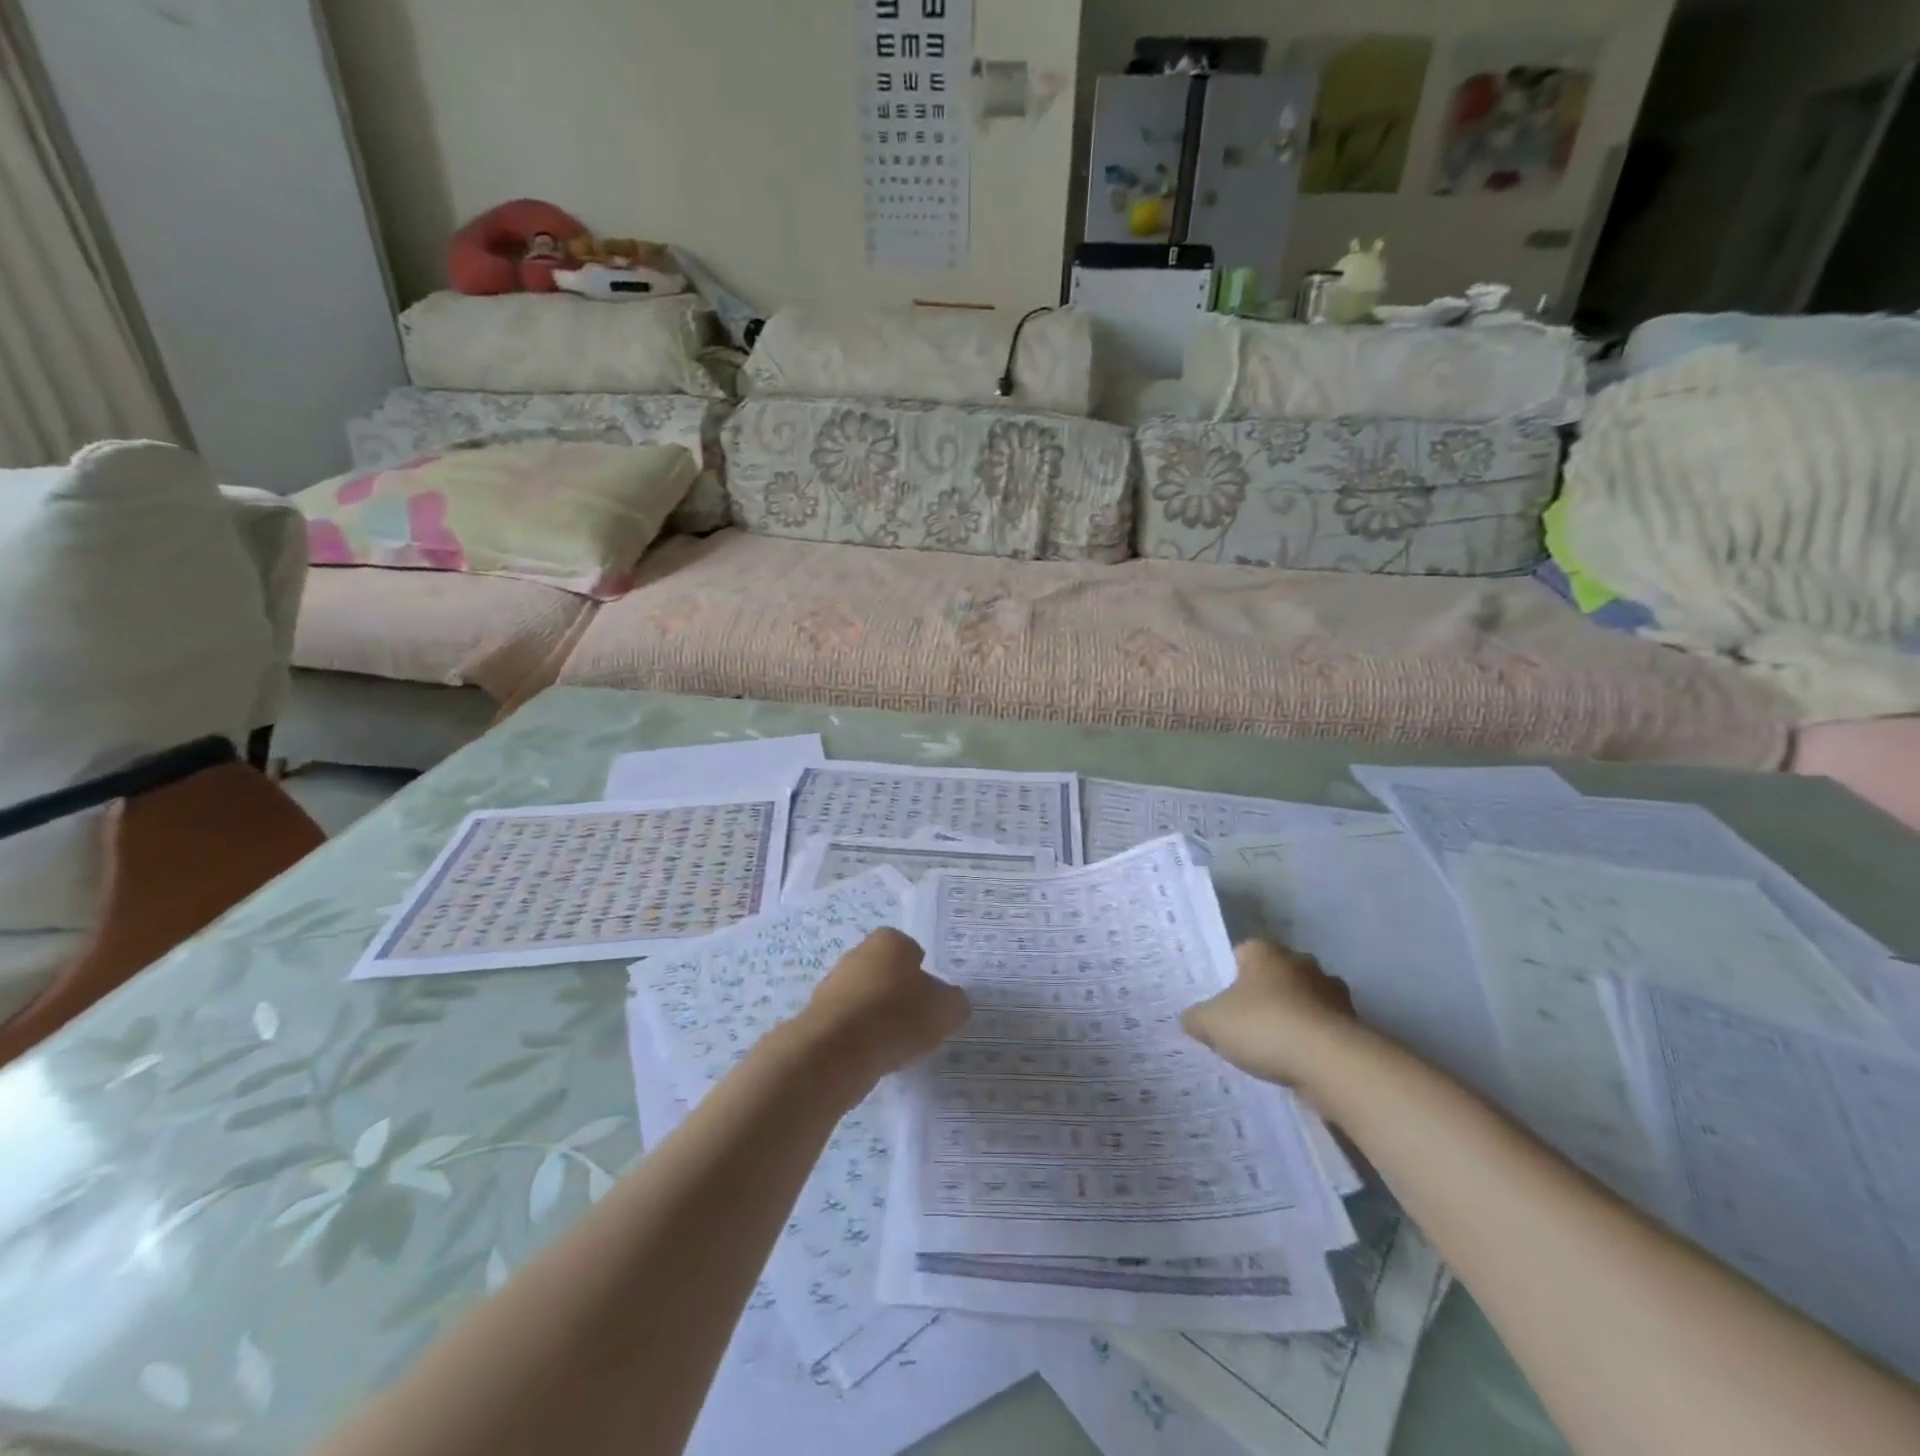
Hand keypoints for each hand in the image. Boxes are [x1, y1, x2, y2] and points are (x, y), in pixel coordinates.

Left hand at [801, 929, 970, 1083]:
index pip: (912, 951)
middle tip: (917, 1023)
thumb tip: (951, 1003)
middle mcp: (858, 954)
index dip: (924, 974)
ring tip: (896, 1045)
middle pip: (886, 972)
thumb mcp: (946, 1010)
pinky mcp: (817, 1016)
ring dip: (879, 1017)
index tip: (931, 1001)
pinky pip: (849, 1024)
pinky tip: (872, 1056)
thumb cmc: (897, 1016)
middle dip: (899, 994)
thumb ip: (954, 1003)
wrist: (835, 1051)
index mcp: (889, 941)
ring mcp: (833, 984)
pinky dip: (861, 1037)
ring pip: (866, 998)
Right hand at [1182, 941, 1362, 1091]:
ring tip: (1274, 1047)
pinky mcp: (1353, 1023)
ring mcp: (1332, 992)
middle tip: (1246, 1022)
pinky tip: (1298, 1062)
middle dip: (1265, 994)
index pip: (1243, 952)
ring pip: (1304, 999)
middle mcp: (1301, 963)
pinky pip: (1324, 1028)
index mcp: (1265, 952)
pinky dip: (1313, 1040)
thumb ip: (1196, 1018)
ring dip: (1293, 1016)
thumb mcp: (1212, 1023)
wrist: (1330, 1062)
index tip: (1223, 1000)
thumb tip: (1192, 1019)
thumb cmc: (1264, 1026)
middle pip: (1277, 974)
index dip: (1230, 974)